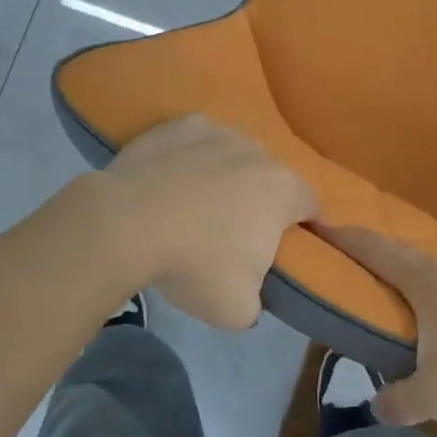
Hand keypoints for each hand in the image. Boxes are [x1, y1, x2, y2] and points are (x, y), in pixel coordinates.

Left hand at [99, 116, 317, 328]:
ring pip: (233, 156)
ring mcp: (216, 132)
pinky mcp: (177, 126)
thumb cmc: (193, 265)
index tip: (284, 248)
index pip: (312, 207)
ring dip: (225, 176)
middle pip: (270, 178)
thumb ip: (258, 301)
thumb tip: (249, 295)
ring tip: (195, 207)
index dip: (304, 227)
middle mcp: (257, 151)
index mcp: (283, 190)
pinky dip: (189, 159)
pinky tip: (169, 183)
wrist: (124, 225)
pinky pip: (195, 143)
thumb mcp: (238, 310)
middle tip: (234, 234)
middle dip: (260, 202)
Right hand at [317, 225, 436, 428]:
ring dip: (415, 280)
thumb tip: (379, 406)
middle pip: (405, 256)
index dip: (343, 238)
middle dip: (377, 259)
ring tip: (402, 301)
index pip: (374, 250)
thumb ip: (401, 401)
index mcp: (426, 281)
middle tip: (354, 269)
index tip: (319, 225)